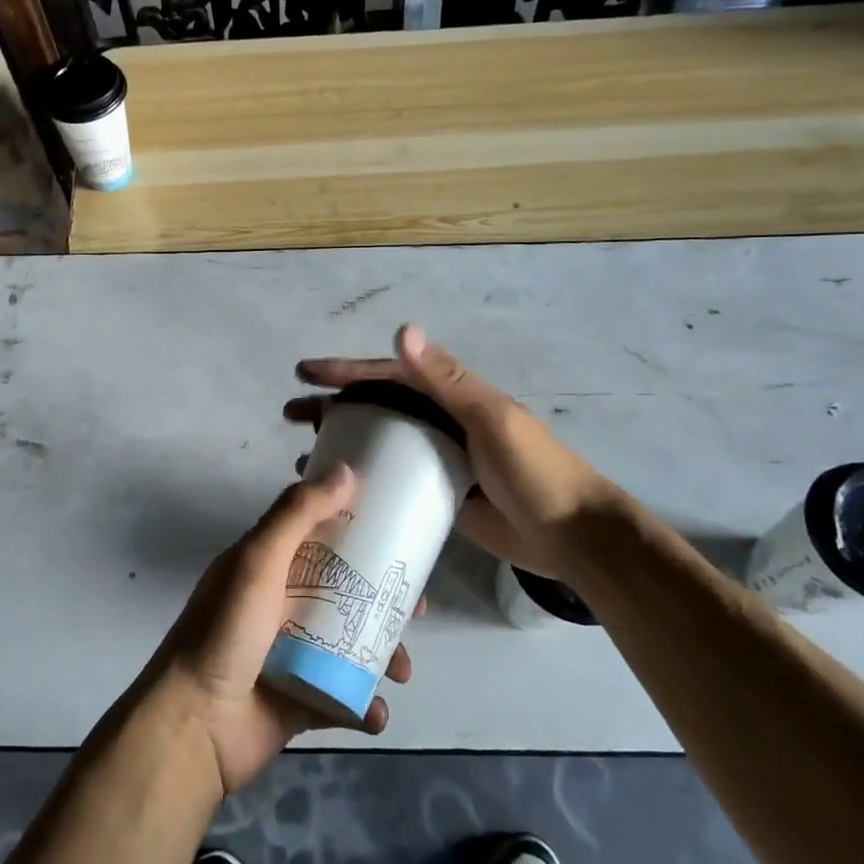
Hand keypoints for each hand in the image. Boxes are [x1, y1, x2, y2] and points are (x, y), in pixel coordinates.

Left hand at [145, 465, 414, 796]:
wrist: (195, 726)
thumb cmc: (225, 632)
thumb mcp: (258, 561)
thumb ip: (298, 514)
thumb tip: (347, 469)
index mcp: (267, 567)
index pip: (318, 537)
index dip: (357, 532)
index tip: (399, 533)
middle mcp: (280, 605)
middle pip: (345, 592)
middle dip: (384, 599)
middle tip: (417, 609)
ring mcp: (292, 656)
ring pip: (352, 645)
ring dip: (383, 655)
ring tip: (400, 671)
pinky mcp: (302, 701)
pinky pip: (345, 699)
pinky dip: (366, 707)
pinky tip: (376, 712)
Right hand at [287, 324, 626, 582]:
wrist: (573, 535)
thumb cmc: (534, 471)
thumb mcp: (492, 418)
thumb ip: (446, 379)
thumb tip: (403, 329)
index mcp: (451, 395)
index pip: (389, 374)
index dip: (346, 370)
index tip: (305, 373)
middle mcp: (440, 420)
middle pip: (376, 405)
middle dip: (333, 404)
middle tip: (291, 413)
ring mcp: (438, 457)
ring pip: (380, 441)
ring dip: (342, 440)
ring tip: (302, 453)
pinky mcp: (439, 492)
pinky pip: (393, 477)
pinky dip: (365, 476)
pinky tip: (339, 490)